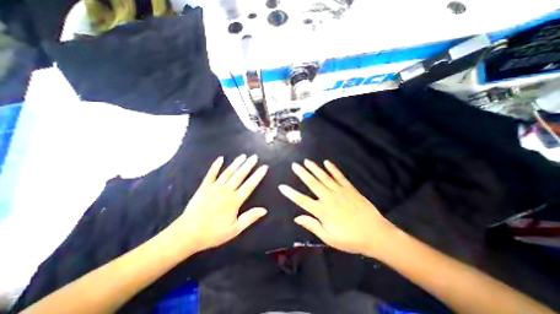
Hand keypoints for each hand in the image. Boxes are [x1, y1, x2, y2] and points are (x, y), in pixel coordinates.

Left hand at [170, 153, 266, 252]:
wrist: (188, 234)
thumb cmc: (213, 233)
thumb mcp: (234, 230)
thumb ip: (249, 218)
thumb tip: (264, 210)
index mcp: (234, 201)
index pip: (249, 185)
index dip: (257, 176)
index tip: (264, 167)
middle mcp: (226, 191)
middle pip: (239, 175)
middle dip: (248, 165)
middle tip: (255, 156)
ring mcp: (214, 187)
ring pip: (228, 173)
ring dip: (236, 163)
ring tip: (243, 156)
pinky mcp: (204, 187)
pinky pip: (211, 174)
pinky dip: (215, 166)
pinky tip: (220, 158)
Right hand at [277, 159, 395, 256]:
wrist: (376, 234)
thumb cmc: (351, 239)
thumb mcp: (329, 238)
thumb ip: (313, 226)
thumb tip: (297, 217)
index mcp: (323, 211)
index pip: (302, 200)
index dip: (291, 193)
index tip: (282, 186)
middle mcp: (329, 198)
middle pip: (312, 183)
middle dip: (302, 174)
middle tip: (294, 165)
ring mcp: (340, 191)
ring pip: (324, 177)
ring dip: (315, 168)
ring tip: (307, 161)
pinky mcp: (350, 188)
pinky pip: (339, 176)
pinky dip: (333, 169)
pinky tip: (327, 162)